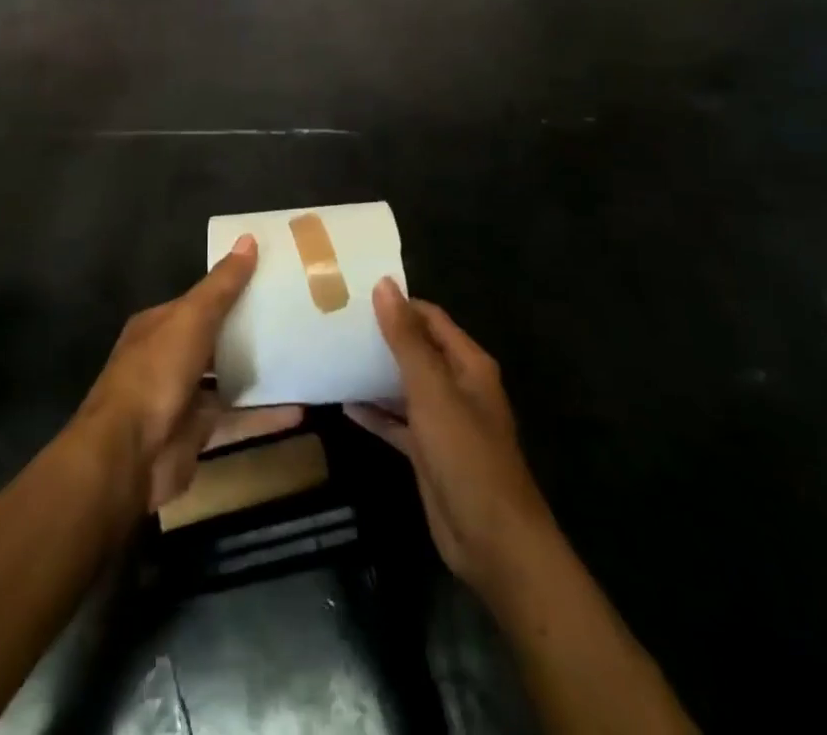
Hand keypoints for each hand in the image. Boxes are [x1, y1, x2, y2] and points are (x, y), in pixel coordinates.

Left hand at [72, 234, 273, 513]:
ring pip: (227, 379)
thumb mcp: (191, 318)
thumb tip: (248, 238)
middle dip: (248, 331)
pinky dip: (266, 416)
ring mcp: (183, 398)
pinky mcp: (198, 434)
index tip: (270, 280)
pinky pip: (238, 419)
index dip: (231, 289)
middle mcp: (169, 358)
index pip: (200, 301)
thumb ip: (222, 285)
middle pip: (214, 339)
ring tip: (300, 358)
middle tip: (294, 318)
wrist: (129, 455)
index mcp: (159, 325)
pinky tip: (301, 409)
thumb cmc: (156, 372)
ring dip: (259, 373)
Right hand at [348, 280, 558, 599]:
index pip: (429, 318)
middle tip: (336, 322)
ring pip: (404, 385)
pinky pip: (397, 422)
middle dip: (381, 337)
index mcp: (467, 364)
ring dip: (374, 374)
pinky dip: (375, 413)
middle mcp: (457, 386)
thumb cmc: (465, 454)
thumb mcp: (432, 390)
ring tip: (334, 355)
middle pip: (416, 349)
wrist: (493, 541)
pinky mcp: (428, 452)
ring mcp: (443, 421)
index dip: (397, 304)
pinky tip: (343, 404)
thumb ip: (406, 339)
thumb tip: (384, 285)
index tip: (355, 295)